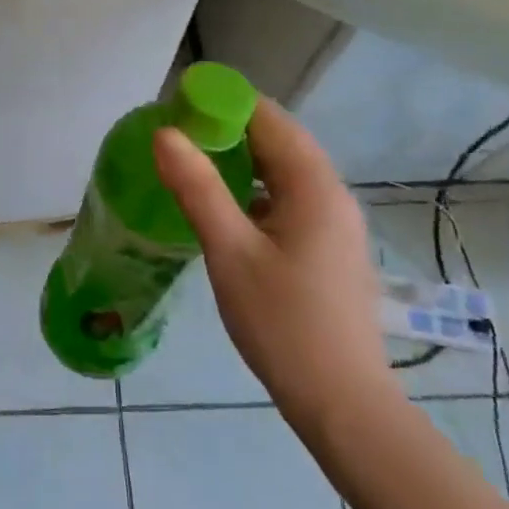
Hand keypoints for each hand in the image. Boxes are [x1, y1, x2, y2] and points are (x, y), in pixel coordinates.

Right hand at [153, 99, 397, 439]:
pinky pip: (289, 201)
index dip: (222, 103)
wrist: (343, 404)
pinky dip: (255, 192)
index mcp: (314, 186)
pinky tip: (224, 211)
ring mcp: (335, 224)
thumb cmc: (283, 324)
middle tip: (175, 139)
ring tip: (191, 168)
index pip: (268, 117)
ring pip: (283, 172)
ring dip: (240, 162)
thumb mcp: (230, 252)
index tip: (177, 107)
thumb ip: (198, 188)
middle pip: (278, 141)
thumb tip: (165, 133)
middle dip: (227, 131)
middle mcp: (332, 195)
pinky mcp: (329, 249)